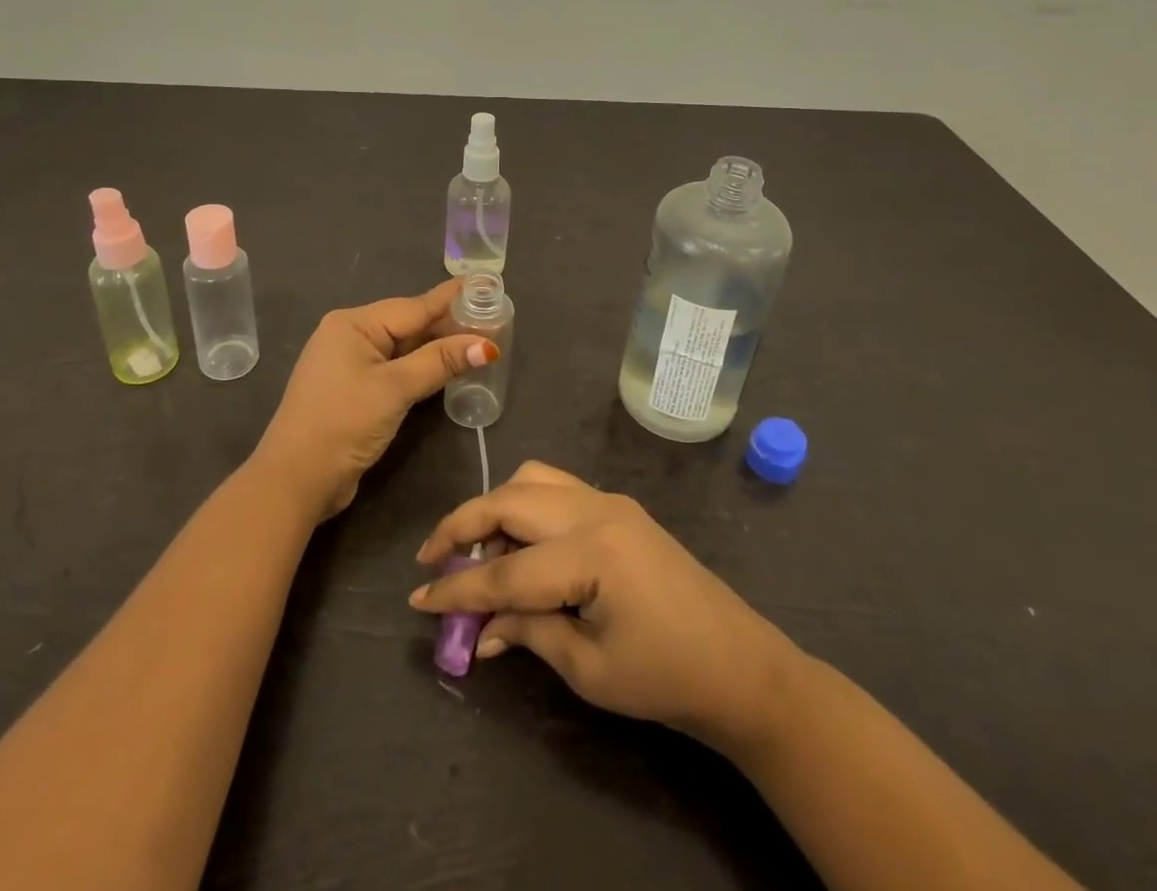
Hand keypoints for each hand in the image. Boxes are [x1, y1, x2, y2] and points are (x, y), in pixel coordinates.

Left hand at [254, 280, 494, 520]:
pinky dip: (421, 368)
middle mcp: (350, 336)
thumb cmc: (343, 422)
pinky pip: (395, 369)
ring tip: (478, 339)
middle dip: (448, 324)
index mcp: (353, 324)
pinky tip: (447, 367)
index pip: (413, 307)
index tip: (484, 285)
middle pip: (408, 325)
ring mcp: (350, 365)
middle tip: (492, 317)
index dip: (451, 300)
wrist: (296, 479)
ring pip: (403, 348)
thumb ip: (439, 362)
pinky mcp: (355, 391)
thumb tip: (486, 345)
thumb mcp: (395, 388)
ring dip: (437, 348)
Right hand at [410, 462, 800, 752]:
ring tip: (477, 548)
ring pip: (532, 479)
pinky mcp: (618, 506)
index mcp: (591, 553)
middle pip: (510, 500)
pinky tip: (520, 542)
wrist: (739, 664)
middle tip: (434, 559)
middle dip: (464, 525)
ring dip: (495, 506)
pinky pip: (556, 487)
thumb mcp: (588, 668)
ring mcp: (609, 501)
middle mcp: (596, 510)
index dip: (458, 591)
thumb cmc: (665, 677)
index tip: (417, 601)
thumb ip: (527, 633)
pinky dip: (525, 505)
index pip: (506, 572)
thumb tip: (478, 627)